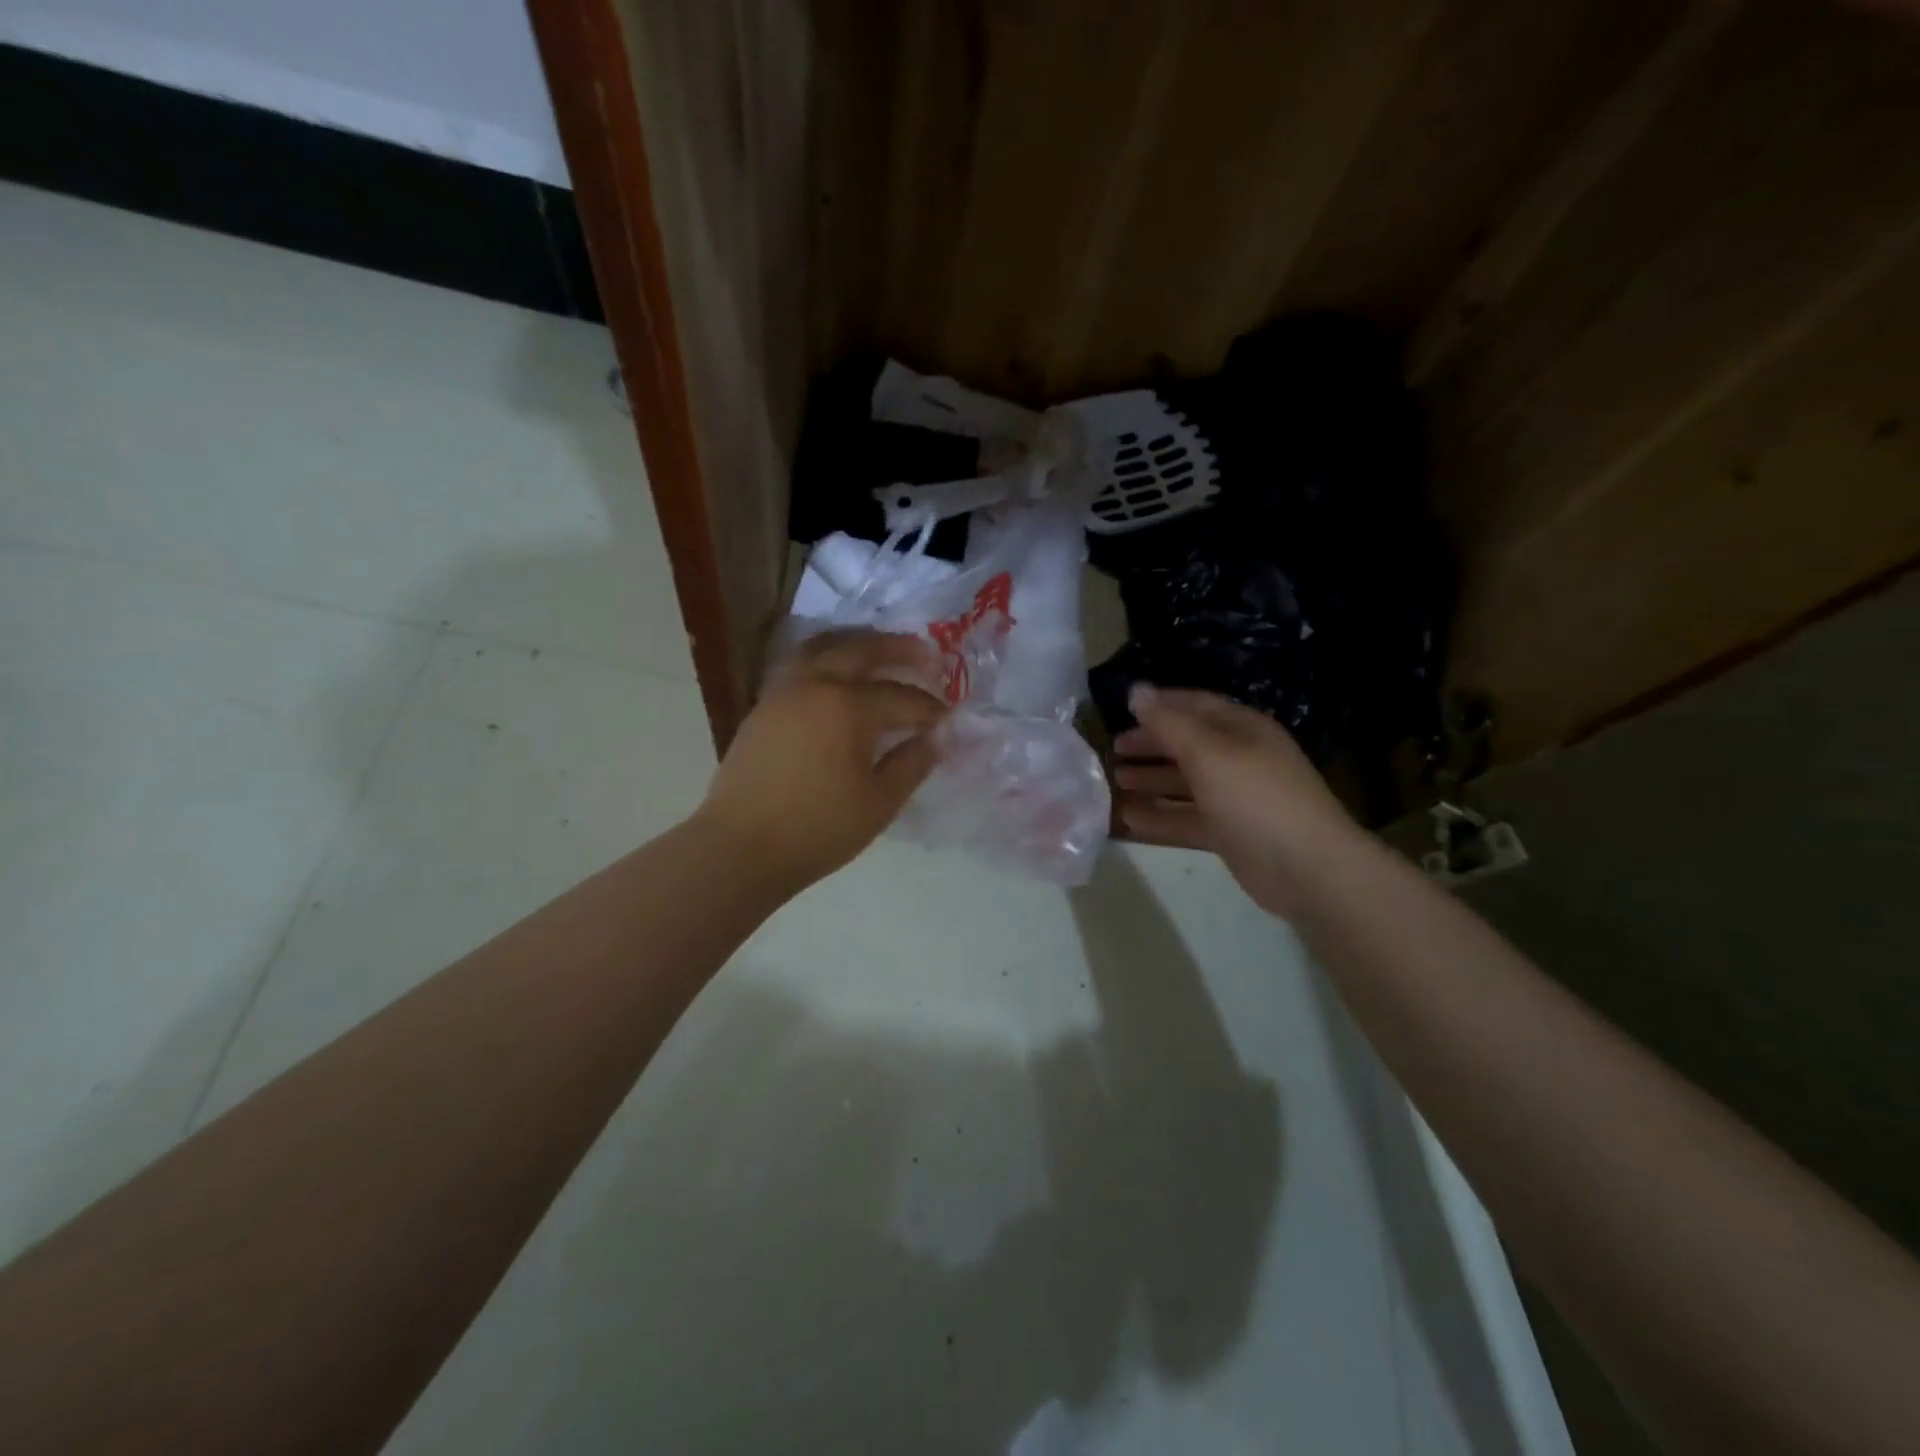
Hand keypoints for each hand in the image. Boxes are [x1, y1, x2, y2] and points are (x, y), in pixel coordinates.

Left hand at [695, 631, 948, 893]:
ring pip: (824, 648)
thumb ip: (912, 763)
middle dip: (897, 649)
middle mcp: (815, 685)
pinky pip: (801, 665)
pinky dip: (827, 658)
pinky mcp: (763, 706)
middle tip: (924, 652)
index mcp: (848, 707)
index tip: (947, 717)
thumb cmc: (818, 829)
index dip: (929, 707)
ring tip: (879, 650)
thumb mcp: (879, 802)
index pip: (901, 697)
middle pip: (861, 650)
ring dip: (857, 644)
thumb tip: (936, 737)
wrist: (741, 847)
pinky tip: (838, 676)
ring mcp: (783, 691)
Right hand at [1113, 686, 1362, 917]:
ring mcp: (1234, 798)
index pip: (1195, 705)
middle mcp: (1238, 759)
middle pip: (1187, 745)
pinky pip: (1187, 819)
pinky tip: (1129, 820)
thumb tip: (1136, 691)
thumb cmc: (1255, 797)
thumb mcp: (1208, 752)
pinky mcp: (1228, 834)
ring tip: (1116, 782)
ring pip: (1185, 784)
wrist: (1306, 867)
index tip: (1123, 708)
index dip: (1160, 704)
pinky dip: (1160, 818)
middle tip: (1113, 750)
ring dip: (1151, 781)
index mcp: (1241, 729)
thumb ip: (1168, 724)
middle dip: (1151, 745)